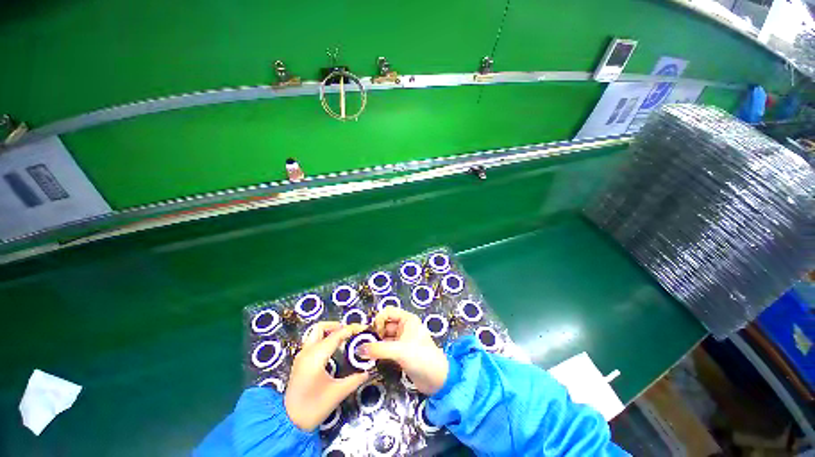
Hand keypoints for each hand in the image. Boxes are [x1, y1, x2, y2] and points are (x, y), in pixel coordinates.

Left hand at [284, 322, 368, 431]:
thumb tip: (367, 371)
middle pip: (321, 327)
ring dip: (329, 332)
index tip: (362, 329)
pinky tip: (334, 350)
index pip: (336, 335)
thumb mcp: (337, 393)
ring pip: (315, 333)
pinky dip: (324, 339)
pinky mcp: (300, 362)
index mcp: (316, 356)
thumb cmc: (313, 407)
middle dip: (336, 326)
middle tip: (350, 333)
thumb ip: (355, 379)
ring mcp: (301, 356)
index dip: (350, 329)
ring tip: (344, 340)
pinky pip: (312, 342)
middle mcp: (307, 352)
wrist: (288, 423)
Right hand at [360, 307, 448, 394]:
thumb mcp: (399, 351)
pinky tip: (372, 359)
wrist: (437, 380)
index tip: (373, 333)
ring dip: (375, 344)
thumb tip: (359, 349)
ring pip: (384, 338)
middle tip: (365, 345)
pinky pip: (386, 349)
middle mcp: (404, 328)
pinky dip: (379, 353)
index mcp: (407, 320)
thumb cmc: (421, 357)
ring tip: (366, 354)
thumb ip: (378, 349)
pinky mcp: (401, 354)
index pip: (388, 312)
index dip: (379, 320)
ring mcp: (402, 341)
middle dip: (375, 333)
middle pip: (384, 325)